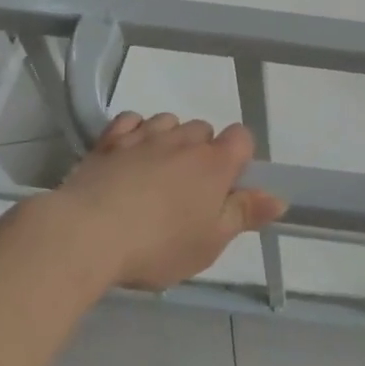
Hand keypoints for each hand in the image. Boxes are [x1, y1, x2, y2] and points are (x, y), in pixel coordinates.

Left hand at [43, 113, 285, 290]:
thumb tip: (279, 197)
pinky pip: (131, 121)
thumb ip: (244, 214)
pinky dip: (135, 131)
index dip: (239, 157)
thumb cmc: (158, 244)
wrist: (85, 235)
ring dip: (169, 139)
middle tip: (188, 192)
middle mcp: (183, 140)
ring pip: (168, 121)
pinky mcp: (109, 141)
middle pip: (204, 130)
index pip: (242, 137)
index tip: (226, 187)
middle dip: (202, 152)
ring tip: (157, 173)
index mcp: (214, 163)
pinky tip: (129, 153)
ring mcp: (144, 136)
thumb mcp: (210, 242)